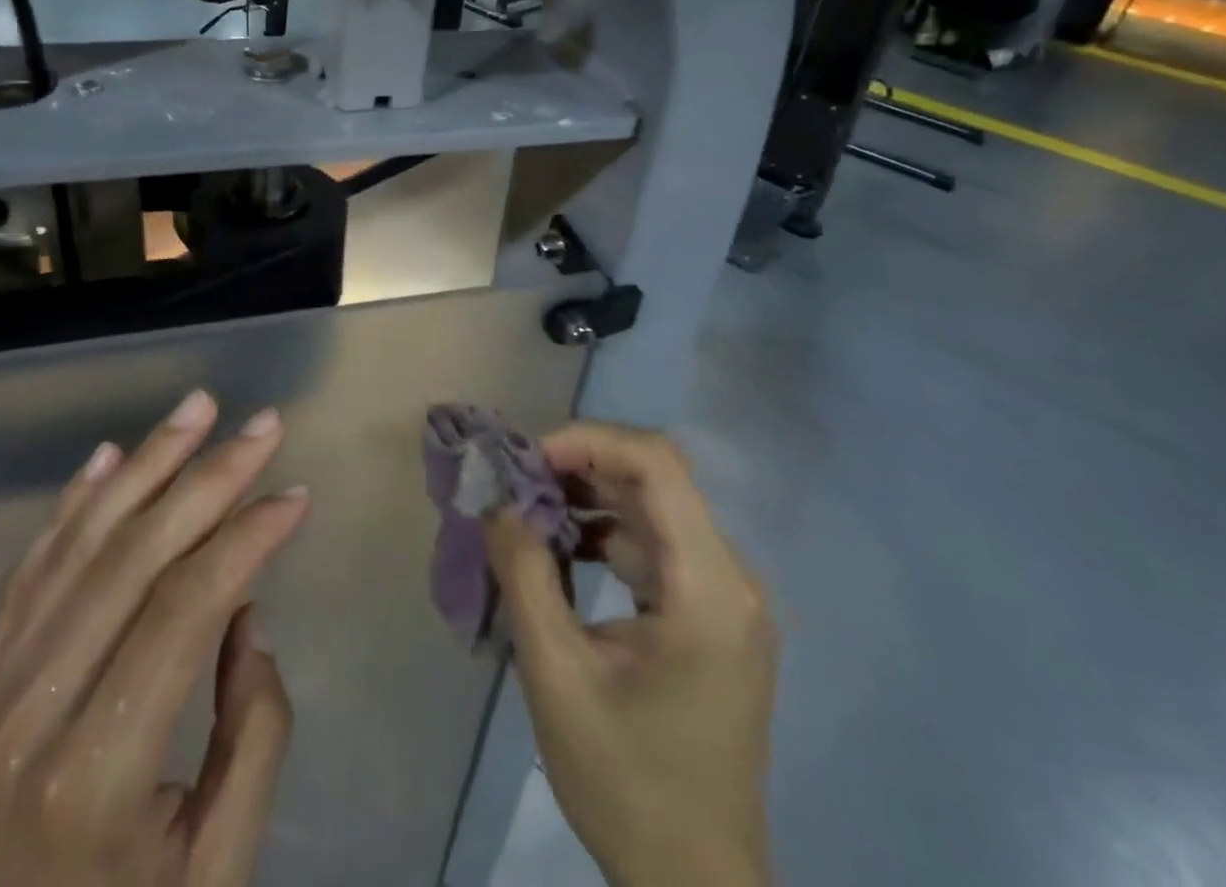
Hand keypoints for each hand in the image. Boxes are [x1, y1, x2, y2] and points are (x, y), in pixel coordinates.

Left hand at [0, 390, 309, 886]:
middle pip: (135, 555)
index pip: (185, 608)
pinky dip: (75, 502)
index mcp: (95, 771)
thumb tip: (246, 614)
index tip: (296, 494)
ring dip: (147, 464)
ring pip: (82, 542)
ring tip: (198, 408)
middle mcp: (31, 710)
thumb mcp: (216, 873)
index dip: (247, 538)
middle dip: (209, 477)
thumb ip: (253, 737)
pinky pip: (33, 566)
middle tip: (264, 425)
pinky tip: (111, 456)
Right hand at [484, 423, 775, 886]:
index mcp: (708, 589)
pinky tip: (559, 549)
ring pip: (652, 508)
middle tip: (515, 479)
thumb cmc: (627, 784)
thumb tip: (497, 501)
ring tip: (527, 508)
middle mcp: (729, 577)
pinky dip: (604, 533)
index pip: (658, 465)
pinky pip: (654, 546)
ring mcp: (723, 598)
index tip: (527, 458)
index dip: (589, 441)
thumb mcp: (556, 674)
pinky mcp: (709, 616)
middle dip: (578, 466)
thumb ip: (524, 574)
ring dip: (588, 497)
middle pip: (655, 480)